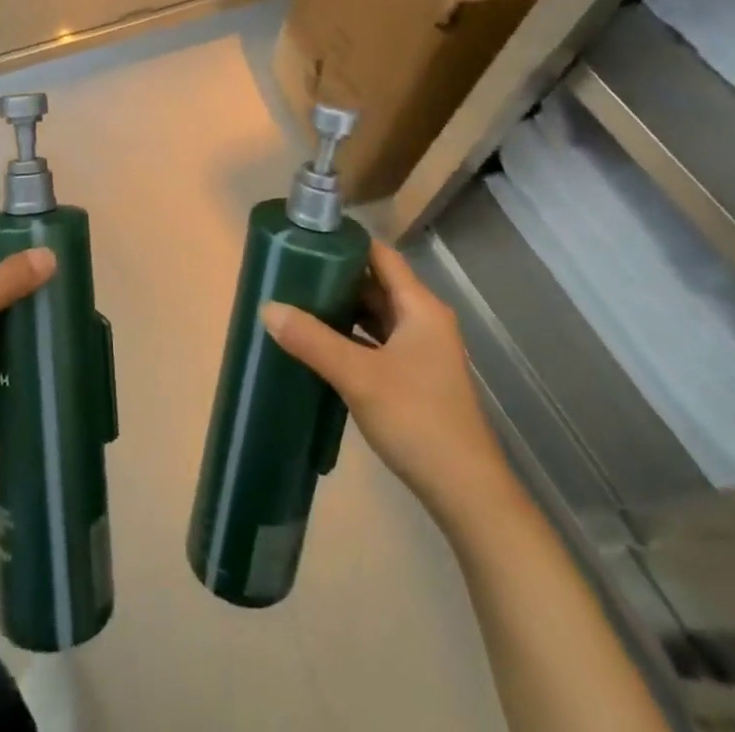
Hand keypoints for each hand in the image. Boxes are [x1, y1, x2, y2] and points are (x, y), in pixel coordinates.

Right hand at [261, 240, 513, 526]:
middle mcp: (424, 322)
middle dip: (337, 278)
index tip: (306, 240)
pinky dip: (352, 338)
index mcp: (420, 307)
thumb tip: (268, 308)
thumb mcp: (358, 376)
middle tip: (293, 273)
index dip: (346, 243)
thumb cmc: (417, 420)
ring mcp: (422, 352)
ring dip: (343, 310)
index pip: (381, 255)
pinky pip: (378, 343)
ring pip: (377, 316)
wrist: (466, 494)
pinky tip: (322, 346)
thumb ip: (312, 340)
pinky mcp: (416, 379)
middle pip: (377, 285)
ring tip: (300, 304)